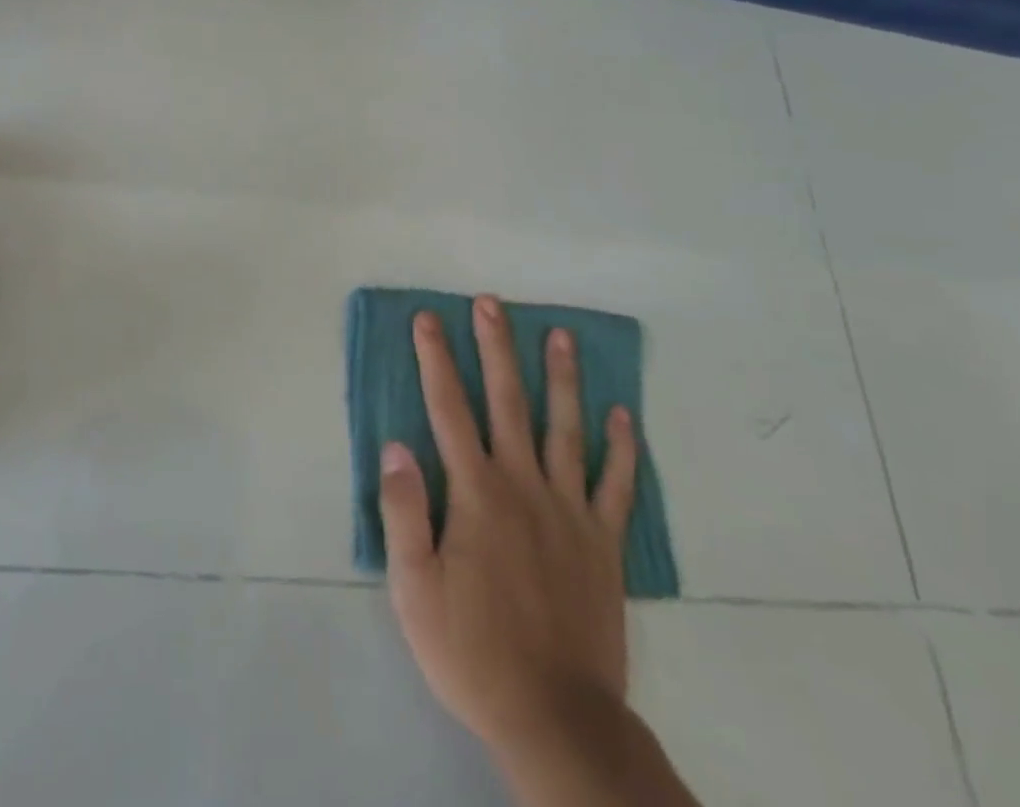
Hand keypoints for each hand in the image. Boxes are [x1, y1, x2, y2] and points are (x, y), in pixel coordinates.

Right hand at [380, 295, 638, 760]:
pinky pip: (616, 484)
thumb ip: (404, 511)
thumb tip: (395, 445)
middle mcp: (523, 485)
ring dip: (562, 378)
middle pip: (508, 401)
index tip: (428, 319)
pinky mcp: (603, 541)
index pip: (448, 409)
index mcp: (476, 493)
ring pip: (566, 428)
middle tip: (493, 303)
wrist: (555, 716)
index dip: (436, 359)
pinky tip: (623, 415)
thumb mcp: (414, 589)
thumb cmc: (472, 651)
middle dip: (497, 347)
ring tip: (562, 335)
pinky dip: (622, 447)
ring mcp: (569, 510)